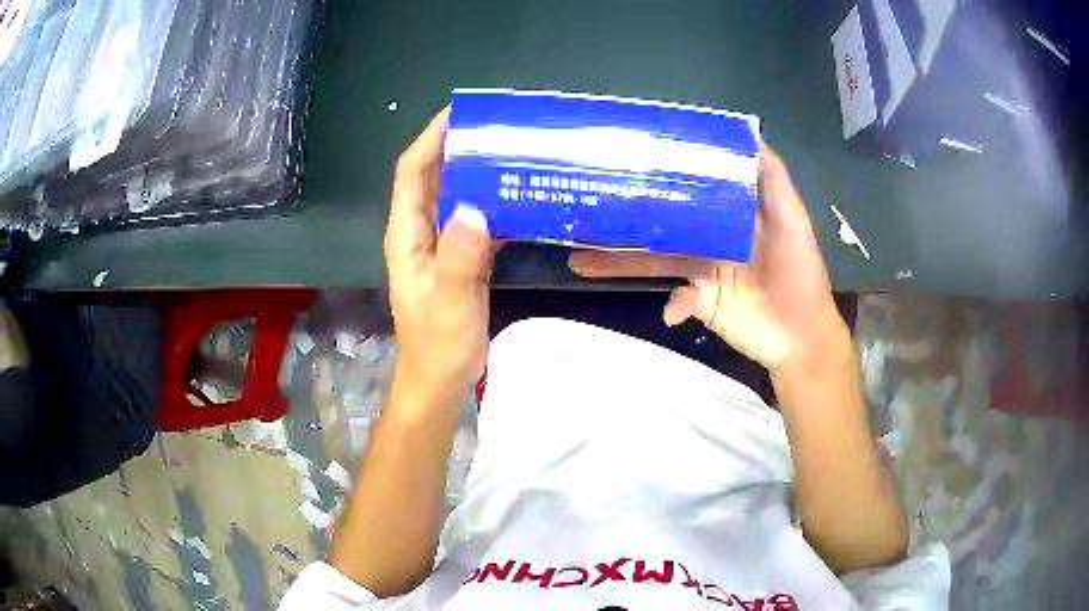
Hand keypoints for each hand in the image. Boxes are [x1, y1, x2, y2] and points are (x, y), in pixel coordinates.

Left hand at [385, 108, 497, 398]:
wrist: (441, 381)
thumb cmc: (438, 346)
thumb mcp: (449, 304)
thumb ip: (459, 259)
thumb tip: (474, 208)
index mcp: (407, 236)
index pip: (411, 173)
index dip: (430, 139)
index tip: (459, 113)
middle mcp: (420, 232)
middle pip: (432, 177)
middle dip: (457, 147)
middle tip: (496, 126)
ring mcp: (440, 245)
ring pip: (454, 195)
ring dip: (476, 171)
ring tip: (512, 150)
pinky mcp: (460, 258)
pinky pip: (473, 219)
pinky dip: (491, 201)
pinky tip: (518, 194)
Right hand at [569, 144, 845, 370]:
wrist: (802, 335)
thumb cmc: (800, 272)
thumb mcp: (792, 219)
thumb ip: (773, 179)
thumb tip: (748, 134)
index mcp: (728, 216)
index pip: (688, 191)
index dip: (659, 178)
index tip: (625, 163)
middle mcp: (709, 239)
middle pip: (659, 228)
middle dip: (622, 225)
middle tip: (583, 214)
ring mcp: (701, 273)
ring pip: (655, 263)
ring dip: (619, 265)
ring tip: (578, 262)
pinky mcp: (700, 303)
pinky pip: (675, 301)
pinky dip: (673, 306)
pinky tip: (672, 310)